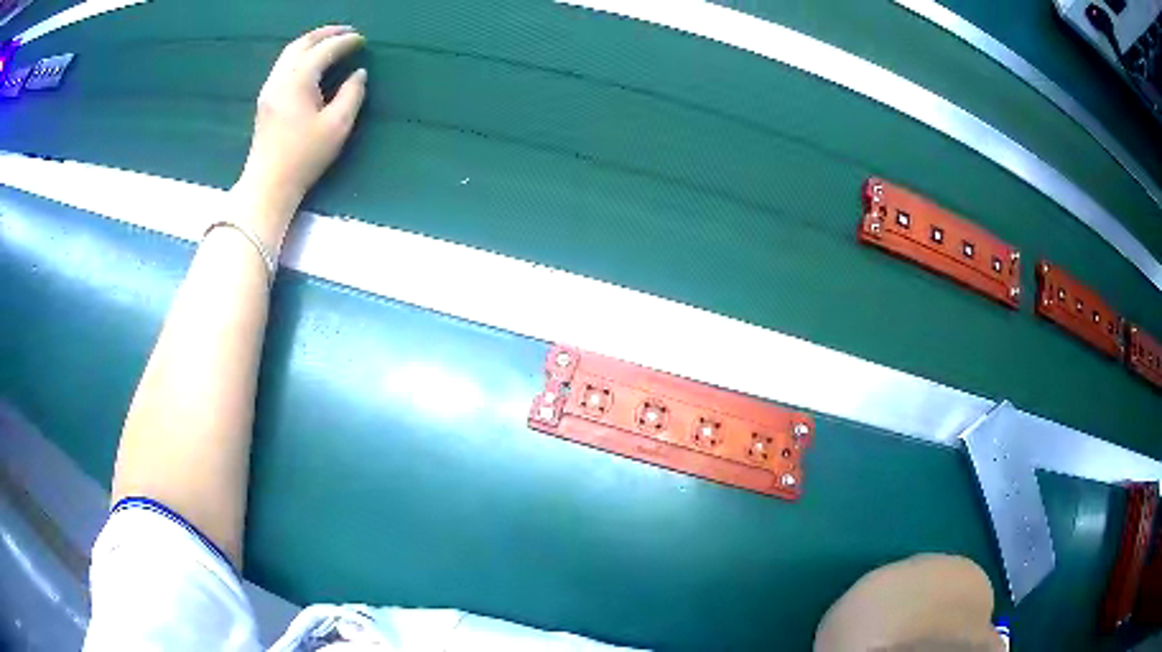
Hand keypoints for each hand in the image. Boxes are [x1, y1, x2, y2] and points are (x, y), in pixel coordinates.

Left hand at [235, 25, 367, 240]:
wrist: (268, 185)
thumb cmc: (304, 157)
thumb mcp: (337, 126)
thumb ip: (352, 94)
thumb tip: (358, 73)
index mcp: (298, 81)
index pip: (324, 50)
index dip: (345, 42)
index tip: (363, 40)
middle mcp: (280, 78)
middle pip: (302, 43)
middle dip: (326, 33)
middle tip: (347, 32)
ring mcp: (269, 89)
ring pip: (289, 53)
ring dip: (311, 42)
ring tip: (330, 42)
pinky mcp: (265, 101)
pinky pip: (283, 66)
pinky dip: (300, 55)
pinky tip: (310, 63)